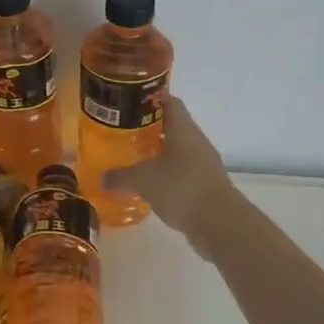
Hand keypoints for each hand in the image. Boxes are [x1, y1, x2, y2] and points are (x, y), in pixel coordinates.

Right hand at [102, 96, 234, 239]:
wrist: (220, 224)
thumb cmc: (181, 188)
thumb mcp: (143, 180)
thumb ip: (120, 176)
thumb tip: (102, 178)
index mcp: (183, 130)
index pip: (168, 102)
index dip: (148, 98)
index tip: (127, 101)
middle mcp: (195, 141)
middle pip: (170, 126)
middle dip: (147, 128)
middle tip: (121, 131)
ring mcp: (203, 164)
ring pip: (175, 150)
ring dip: (155, 153)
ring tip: (130, 157)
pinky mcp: (204, 185)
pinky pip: (180, 172)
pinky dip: (164, 175)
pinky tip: (147, 185)